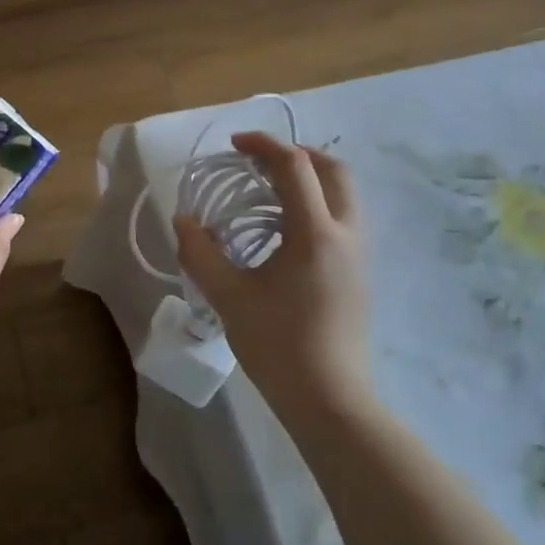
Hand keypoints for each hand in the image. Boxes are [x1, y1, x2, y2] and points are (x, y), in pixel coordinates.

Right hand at [173, 132, 370, 415]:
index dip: (264, 145)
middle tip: (260, 160)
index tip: (235, 145)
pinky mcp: (360, 274)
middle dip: (297, 154)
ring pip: (345, 194)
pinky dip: (318, 202)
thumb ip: (200, 251)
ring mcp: (359, 255)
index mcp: (316, 233)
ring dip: (311, 177)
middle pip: (334, 170)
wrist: (330, 400)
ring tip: (271, 189)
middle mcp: (346, 234)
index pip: (295, 167)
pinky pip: (344, 218)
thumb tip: (184, 220)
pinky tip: (287, 227)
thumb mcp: (228, 296)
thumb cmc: (278, 344)